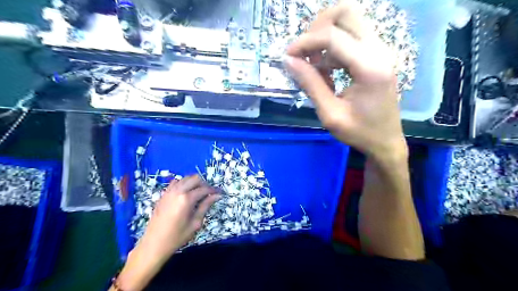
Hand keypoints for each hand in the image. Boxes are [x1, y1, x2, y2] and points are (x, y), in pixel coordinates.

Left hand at [140, 174, 220, 257]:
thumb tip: (217, 196)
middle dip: (204, 184)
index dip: (214, 190)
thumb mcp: (195, 223)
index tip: (220, 193)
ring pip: (185, 178)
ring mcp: (169, 192)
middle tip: (209, 194)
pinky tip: (186, 193)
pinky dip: (183, 184)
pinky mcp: (163, 195)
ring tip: (198, 193)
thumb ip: (205, 206)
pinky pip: (175, 182)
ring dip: (194, 183)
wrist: (154, 244)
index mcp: (186, 199)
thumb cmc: (177, 237)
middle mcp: (177, 191)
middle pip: (195, 178)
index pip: (204, 189)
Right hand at [283, 0, 407, 160]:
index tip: (288, 57)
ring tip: (315, 67)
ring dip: (325, 37)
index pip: (332, 36)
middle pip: (345, 12)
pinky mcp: (377, 54)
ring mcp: (381, 49)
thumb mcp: (330, 114)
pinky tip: (328, 70)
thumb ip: (310, 84)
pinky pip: (352, 35)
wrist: (386, 141)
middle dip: (317, 28)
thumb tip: (288, 61)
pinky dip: (334, 46)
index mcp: (369, 67)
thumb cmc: (359, 132)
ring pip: (349, 20)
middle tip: (304, 53)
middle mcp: (379, 50)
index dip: (305, 42)